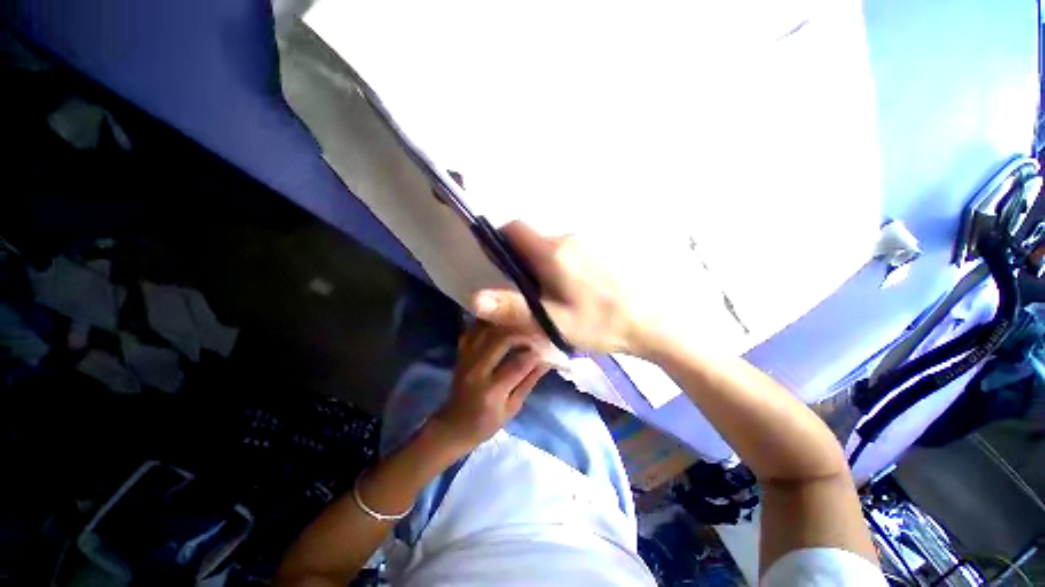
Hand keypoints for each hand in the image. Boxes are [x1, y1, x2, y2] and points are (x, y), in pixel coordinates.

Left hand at [429, 322, 548, 449]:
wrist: (454, 424)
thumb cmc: (487, 422)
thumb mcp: (512, 408)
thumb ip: (528, 382)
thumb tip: (545, 362)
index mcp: (492, 390)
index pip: (518, 364)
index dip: (534, 354)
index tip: (545, 349)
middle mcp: (477, 370)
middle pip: (501, 340)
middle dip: (521, 335)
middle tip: (533, 336)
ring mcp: (466, 359)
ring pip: (486, 331)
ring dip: (504, 326)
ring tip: (518, 328)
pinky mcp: (460, 354)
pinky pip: (472, 331)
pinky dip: (485, 325)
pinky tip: (497, 325)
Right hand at [471, 221, 651, 355]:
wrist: (653, 322)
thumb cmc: (601, 323)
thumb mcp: (553, 321)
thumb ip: (513, 308)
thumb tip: (474, 298)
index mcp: (553, 251)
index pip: (514, 228)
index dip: (499, 241)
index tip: (499, 266)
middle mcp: (569, 238)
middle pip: (532, 240)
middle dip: (522, 261)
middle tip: (528, 293)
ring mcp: (588, 242)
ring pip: (551, 248)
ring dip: (543, 266)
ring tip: (553, 298)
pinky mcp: (601, 251)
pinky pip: (570, 252)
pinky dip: (562, 266)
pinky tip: (576, 292)